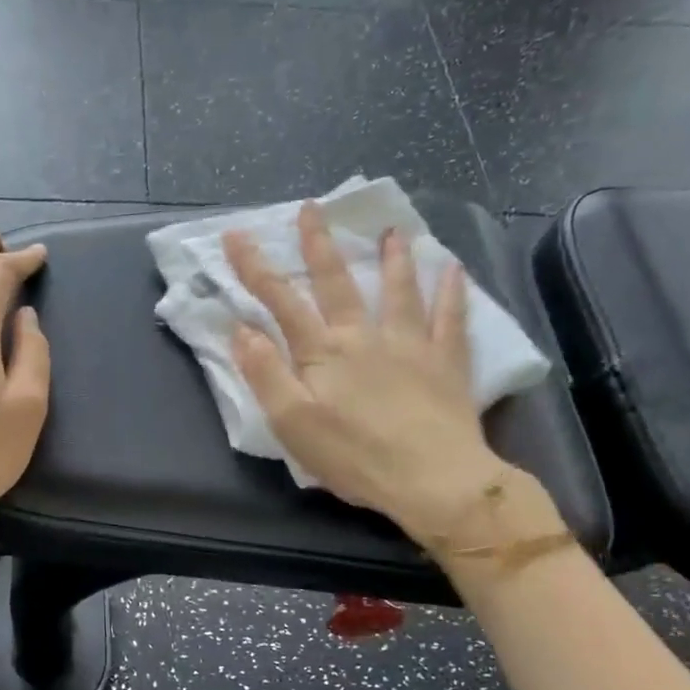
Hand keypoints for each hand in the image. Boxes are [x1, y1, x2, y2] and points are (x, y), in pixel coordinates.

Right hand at [223, 202, 528, 550]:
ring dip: (393, 258)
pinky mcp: (446, 362)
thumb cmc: (354, 457)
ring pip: (399, 290)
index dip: (255, 268)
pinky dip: (452, 291)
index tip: (235, 235)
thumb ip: (265, 374)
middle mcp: (364, 336)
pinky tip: (454, 269)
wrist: (432, 479)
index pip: (281, 301)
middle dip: (319, 245)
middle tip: (312, 209)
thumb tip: (242, 329)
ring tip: (392, 231)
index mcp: (323, 352)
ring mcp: (410, 344)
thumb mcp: (292, 423)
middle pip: (338, 282)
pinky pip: (450, 318)